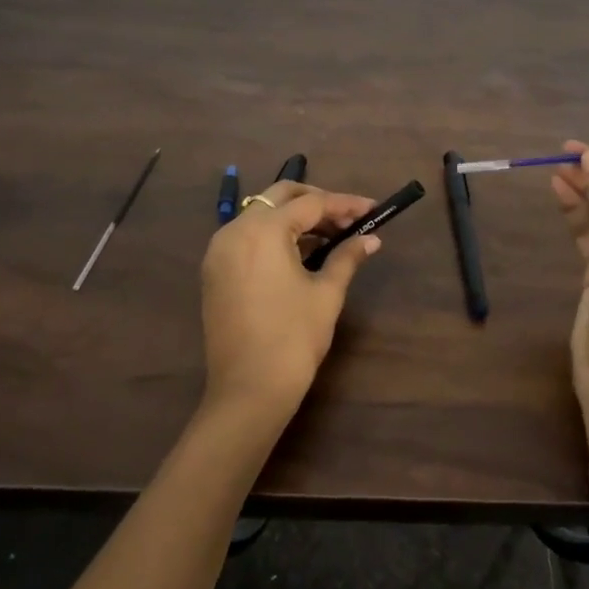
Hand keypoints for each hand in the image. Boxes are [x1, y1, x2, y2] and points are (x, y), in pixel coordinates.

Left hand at [199, 181, 381, 426]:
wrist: (248, 391)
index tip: (373, 208)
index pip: (311, 204)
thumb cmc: (293, 338)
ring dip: (296, 219)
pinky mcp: (215, 271)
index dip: (345, 204)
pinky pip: (248, 237)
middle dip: (317, 202)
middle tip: (349, 218)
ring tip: (331, 236)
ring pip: (262, 215)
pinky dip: (275, 236)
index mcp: (263, 230)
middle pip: (280, 197)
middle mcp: (235, 231)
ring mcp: (220, 251)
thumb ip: (347, 257)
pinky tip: (302, 252)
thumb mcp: (326, 293)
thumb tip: (371, 239)